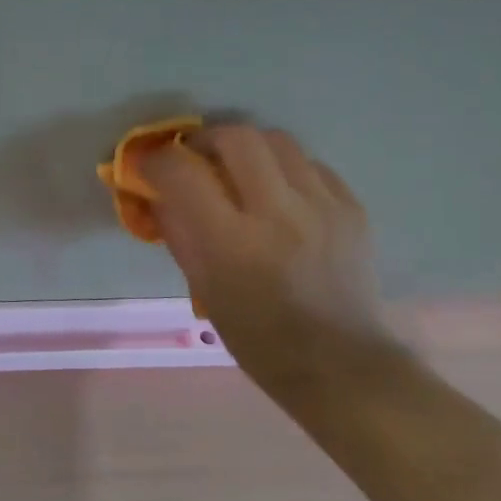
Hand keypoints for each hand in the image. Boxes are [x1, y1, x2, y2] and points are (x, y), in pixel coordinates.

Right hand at [144, 124, 399, 391]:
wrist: (338, 363)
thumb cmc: (256, 336)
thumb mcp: (202, 288)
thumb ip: (178, 233)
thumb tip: (158, 193)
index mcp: (232, 243)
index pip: (182, 173)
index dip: (156, 160)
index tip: (148, 165)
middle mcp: (278, 214)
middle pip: (237, 137)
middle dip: (205, 139)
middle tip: (194, 156)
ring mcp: (322, 207)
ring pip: (278, 140)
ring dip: (246, 147)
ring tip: (236, 169)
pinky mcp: (352, 208)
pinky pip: (312, 165)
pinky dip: (284, 168)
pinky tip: (278, 192)